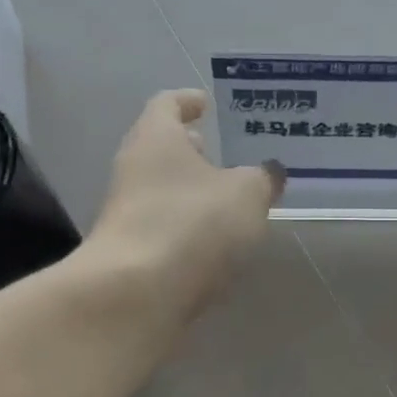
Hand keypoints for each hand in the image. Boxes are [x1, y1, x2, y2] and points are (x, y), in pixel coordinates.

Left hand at [88, 90, 283, 322]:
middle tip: (227, 151)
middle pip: (162, 147)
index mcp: (157, 138)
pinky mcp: (129, 251)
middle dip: (194, 149)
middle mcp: (134, 168)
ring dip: (192, 189)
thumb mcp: (247, 193)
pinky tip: (215, 239)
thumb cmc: (192, 223)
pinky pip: (163, 224)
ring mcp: (126, 212)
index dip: (189, 100)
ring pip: (163, 187)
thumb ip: (263, 178)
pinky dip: (187, 223)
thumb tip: (270, 171)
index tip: (209, 104)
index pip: (168, 103)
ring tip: (231, 198)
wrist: (134, 296)